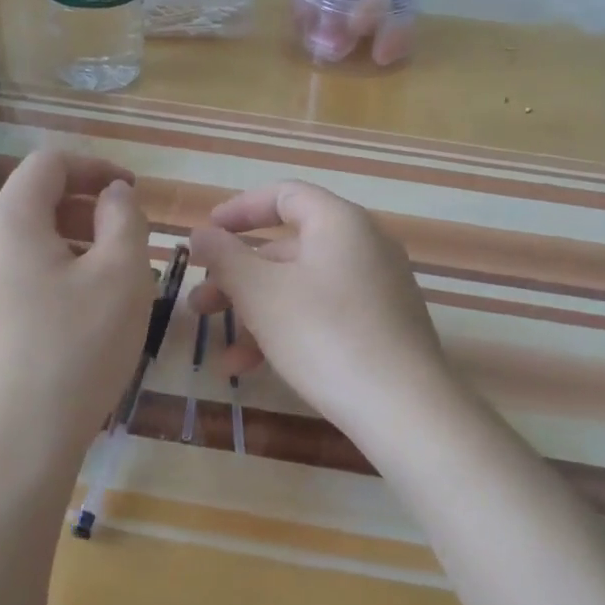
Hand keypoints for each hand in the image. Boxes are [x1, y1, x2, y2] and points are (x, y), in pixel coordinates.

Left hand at [0, 152, 153, 467]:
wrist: (11, 447)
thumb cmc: (75, 349)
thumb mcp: (122, 275)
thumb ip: (124, 218)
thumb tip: (112, 195)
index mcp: (7, 222)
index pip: (49, 164)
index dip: (96, 167)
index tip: (132, 192)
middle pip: (33, 203)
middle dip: (86, 211)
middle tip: (129, 243)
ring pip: (25, 246)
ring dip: (71, 248)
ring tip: (110, 287)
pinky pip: (13, 281)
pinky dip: (50, 279)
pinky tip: (78, 321)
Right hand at [188, 181, 454, 435]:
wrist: (404, 408)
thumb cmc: (325, 335)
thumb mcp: (262, 294)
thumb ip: (226, 257)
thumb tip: (202, 234)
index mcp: (340, 223)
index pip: (284, 195)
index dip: (239, 210)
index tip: (205, 234)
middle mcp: (364, 246)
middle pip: (288, 249)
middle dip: (237, 277)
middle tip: (200, 304)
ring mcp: (378, 289)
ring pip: (302, 288)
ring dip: (255, 313)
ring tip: (221, 351)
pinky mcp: (383, 327)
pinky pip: (324, 314)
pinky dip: (287, 331)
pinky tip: (252, 368)